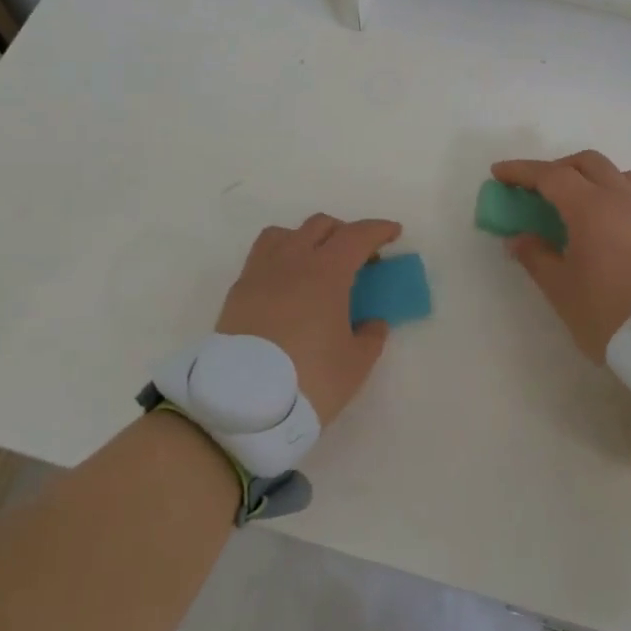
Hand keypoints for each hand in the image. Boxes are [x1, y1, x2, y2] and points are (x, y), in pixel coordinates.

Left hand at [216, 213, 402, 424]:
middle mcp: (292, 261)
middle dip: (345, 232)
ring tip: (316, 263)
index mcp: (326, 272)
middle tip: (359, 256)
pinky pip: (262, 257)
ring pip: (285, 234)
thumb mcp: (355, 364)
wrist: (241, 404)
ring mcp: (260, 273)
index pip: (357, 236)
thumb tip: (373, 322)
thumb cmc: (309, 379)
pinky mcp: (238, 292)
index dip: (378, 230)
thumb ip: (371, 336)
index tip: (393, 232)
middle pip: (320, 226)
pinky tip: (287, 285)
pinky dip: (281, 258)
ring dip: (307, 238)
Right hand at [491, 151, 630, 362]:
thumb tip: (518, 238)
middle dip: (556, 168)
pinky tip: (604, 216)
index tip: (499, 173)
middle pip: (586, 163)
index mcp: (590, 208)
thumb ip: (536, 257)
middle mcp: (620, 198)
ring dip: (588, 176)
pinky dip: (612, 190)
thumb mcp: (561, 289)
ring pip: (615, 173)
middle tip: (534, 189)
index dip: (522, 171)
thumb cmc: (607, 312)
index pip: (551, 175)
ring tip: (572, 200)